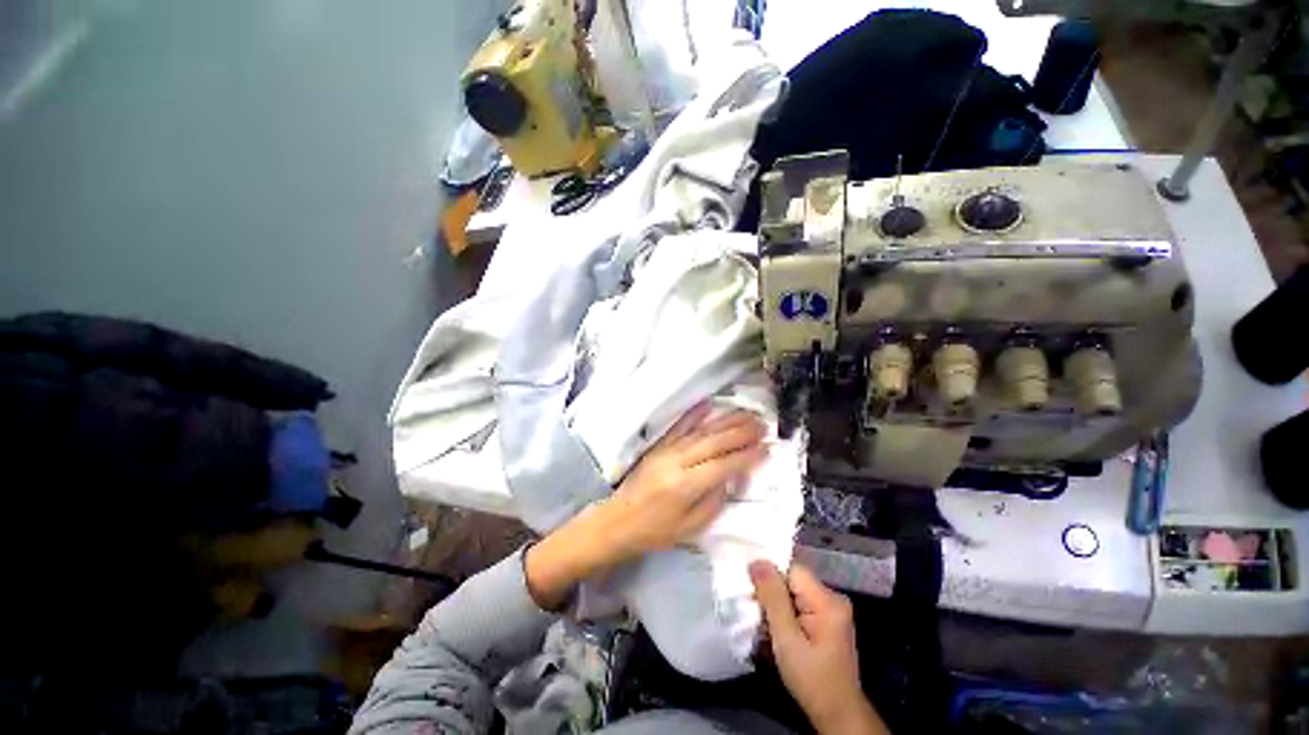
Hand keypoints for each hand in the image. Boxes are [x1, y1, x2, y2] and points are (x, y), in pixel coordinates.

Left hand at [525, 406, 765, 608]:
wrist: (617, 521)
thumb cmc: (655, 532)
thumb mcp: (690, 528)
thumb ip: (713, 501)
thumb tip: (729, 477)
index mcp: (686, 485)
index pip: (723, 465)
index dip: (747, 455)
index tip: (767, 446)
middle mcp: (678, 462)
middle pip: (714, 442)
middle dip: (741, 432)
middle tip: (763, 424)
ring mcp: (667, 451)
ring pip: (701, 431)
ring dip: (725, 421)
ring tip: (746, 413)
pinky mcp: (659, 447)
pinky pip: (679, 427)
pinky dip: (695, 414)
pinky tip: (708, 405)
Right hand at [751, 561, 888, 734]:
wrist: (838, 716)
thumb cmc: (812, 680)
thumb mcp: (787, 640)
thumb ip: (772, 598)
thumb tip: (757, 561)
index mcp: (827, 600)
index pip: (791, 570)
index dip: (769, 575)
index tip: (750, 589)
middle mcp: (832, 598)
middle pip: (792, 580)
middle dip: (771, 591)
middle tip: (753, 608)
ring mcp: (831, 610)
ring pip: (793, 593)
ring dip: (776, 604)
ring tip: (761, 620)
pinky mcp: (827, 621)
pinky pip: (799, 604)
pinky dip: (784, 613)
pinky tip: (774, 627)